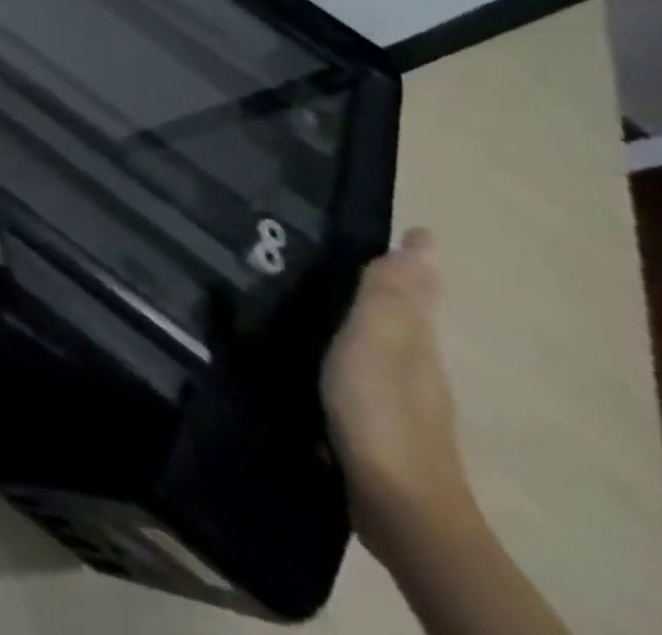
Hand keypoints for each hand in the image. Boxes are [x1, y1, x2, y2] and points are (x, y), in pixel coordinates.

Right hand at [322, 228, 476, 562]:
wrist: (395, 505)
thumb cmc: (381, 411)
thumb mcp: (379, 343)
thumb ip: (389, 295)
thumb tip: (423, 241)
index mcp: (414, 342)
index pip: (415, 288)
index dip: (411, 259)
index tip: (401, 226)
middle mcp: (412, 366)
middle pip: (401, 315)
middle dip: (382, 284)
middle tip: (342, 247)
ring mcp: (395, 399)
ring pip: (378, 343)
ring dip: (358, 317)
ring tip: (313, 290)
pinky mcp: (371, 424)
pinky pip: (356, 369)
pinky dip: (341, 350)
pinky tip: (309, 349)